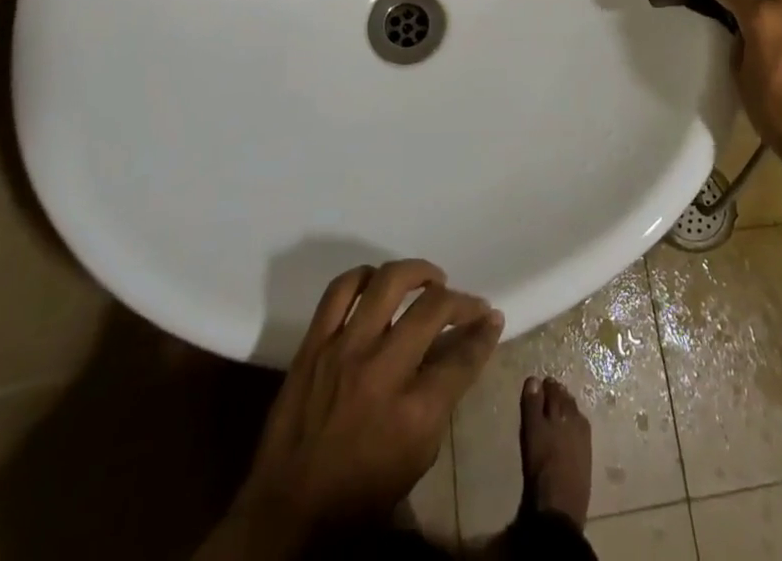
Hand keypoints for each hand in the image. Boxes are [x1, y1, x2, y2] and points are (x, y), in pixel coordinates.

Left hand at [227, 261, 502, 552]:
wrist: (289, 510)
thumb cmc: (361, 494)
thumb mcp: (416, 457)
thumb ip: (441, 399)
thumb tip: (460, 350)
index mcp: (414, 412)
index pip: (463, 357)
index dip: (484, 333)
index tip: (492, 318)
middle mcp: (383, 370)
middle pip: (432, 308)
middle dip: (461, 300)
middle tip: (467, 302)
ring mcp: (345, 350)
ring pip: (388, 282)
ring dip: (417, 272)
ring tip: (430, 279)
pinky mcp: (314, 343)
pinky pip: (340, 289)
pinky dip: (364, 276)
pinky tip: (378, 282)